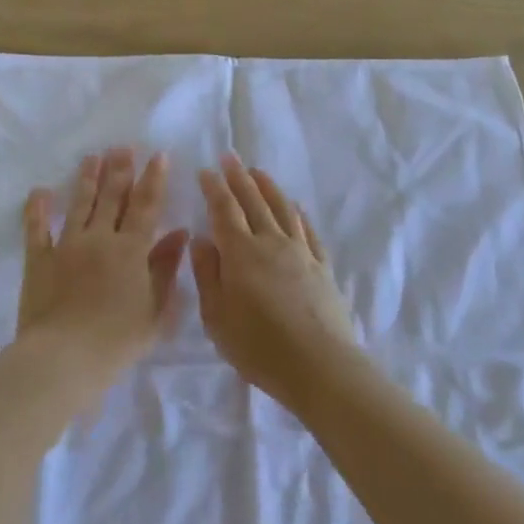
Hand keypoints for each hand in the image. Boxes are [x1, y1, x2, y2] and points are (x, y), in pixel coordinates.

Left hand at [19, 148, 188, 390]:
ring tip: (93, 157)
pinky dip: (37, 209)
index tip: (158, 156)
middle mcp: (99, 238)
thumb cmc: (117, 341)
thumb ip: (167, 268)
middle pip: (112, 197)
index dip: (154, 179)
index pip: (146, 206)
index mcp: (131, 250)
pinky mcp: (38, 260)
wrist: (64, 358)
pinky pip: (36, 229)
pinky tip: (40, 191)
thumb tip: (180, 233)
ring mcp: (66, 246)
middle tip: (123, 147)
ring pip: (79, 204)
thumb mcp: (156, 310)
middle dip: (120, 170)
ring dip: (87, 179)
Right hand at [192, 154, 357, 413]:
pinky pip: (308, 230)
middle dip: (239, 178)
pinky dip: (298, 214)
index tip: (205, 170)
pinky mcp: (322, 266)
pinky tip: (295, 207)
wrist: (319, 365)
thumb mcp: (217, 317)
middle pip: (253, 201)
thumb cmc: (258, 346)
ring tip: (258, 172)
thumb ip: (207, 274)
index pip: (224, 210)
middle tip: (230, 157)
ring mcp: (300, 252)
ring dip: (268, 187)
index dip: (214, 188)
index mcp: (240, 253)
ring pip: (282, 209)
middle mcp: (271, 242)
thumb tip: (201, 238)